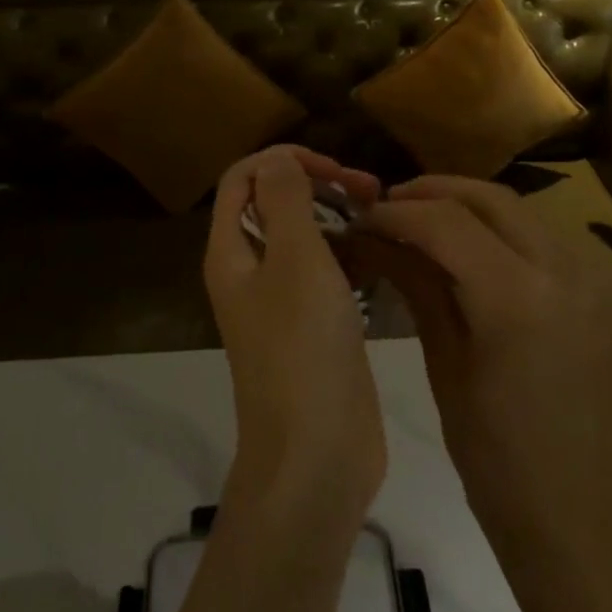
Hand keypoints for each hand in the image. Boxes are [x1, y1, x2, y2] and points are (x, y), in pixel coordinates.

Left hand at [203, 147, 385, 526]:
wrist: (316, 453)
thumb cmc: (303, 346)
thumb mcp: (296, 260)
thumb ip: (286, 200)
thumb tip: (276, 158)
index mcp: (231, 251)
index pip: (243, 178)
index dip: (284, 160)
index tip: (334, 168)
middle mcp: (249, 271)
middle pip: (274, 204)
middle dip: (318, 184)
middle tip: (369, 190)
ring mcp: (281, 302)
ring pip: (304, 238)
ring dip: (336, 217)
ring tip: (381, 216)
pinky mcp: (312, 327)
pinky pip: (325, 273)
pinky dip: (348, 254)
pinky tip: (381, 255)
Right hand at [359, 177, 611, 611]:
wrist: (585, 526)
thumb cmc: (498, 464)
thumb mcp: (446, 367)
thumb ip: (417, 287)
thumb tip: (375, 237)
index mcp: (518, 296)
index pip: (445, 221)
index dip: (396, 212)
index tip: (359, 218)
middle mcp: (563, 270)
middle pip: (489, 198)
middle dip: (432, 193)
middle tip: (386, 206)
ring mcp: (590, 279)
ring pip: (519, 211)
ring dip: (466, 205)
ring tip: (419, 220)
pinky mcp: (600, 294)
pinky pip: (542, 238)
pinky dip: (499, 229)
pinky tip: (467, 248)